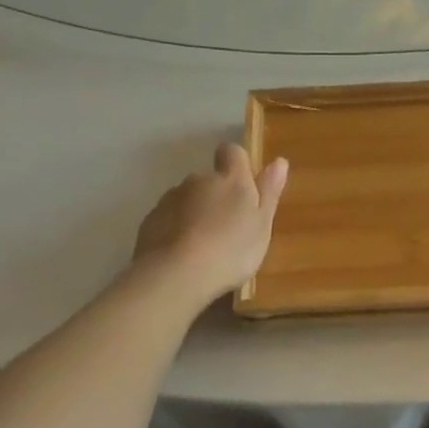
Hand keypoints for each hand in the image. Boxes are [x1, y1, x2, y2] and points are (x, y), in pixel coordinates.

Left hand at [133, 143, 288, 307]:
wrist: (175, 275)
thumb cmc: (230, 250)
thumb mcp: (262, 225)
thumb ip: (269, 192)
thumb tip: (279, 161)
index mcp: (231, 179)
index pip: (232, 152)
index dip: (237, 163)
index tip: (244, 184)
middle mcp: (199, 180)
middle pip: (209, 179)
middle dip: (216, 195)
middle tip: (227, 228)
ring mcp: (170, 199)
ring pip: (187, 199)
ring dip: (195, 213)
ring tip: (203, 247)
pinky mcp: (149, 221)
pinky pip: (168, 219)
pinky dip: (175, 230)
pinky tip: (182, 256)